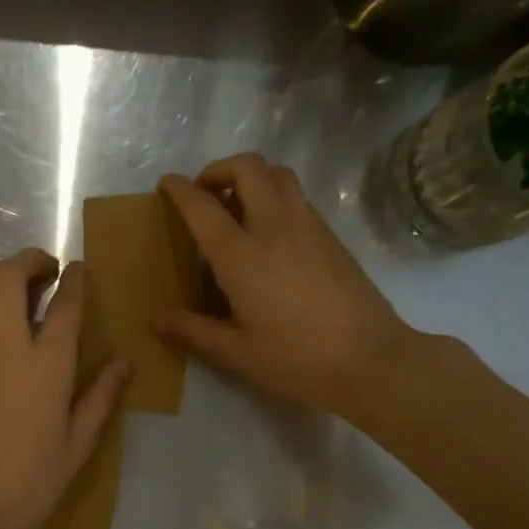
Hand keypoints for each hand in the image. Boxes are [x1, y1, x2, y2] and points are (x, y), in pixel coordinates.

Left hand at [0, 248, 128, 528]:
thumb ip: (100, 398)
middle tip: (43, 268)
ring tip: (8, 282)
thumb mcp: (77, 445)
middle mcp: (6, 347)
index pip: (66, 305)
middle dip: (29, 261)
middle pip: (9, 278)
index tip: (78, 269)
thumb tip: (124, 363)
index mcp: (48, 366)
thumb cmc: (28, 483)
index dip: (75, 280)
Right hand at [156, 154, 423, 421]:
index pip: (202, 205)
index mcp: (240, 255)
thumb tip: (156, 319)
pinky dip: (277, 196)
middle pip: (247, 166)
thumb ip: (193, 331)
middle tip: (206, 194)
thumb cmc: (297, 360)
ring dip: (252, 176)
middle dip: (219, 168)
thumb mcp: (237, 353)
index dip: (179, 188)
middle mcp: (273, 227)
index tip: (167, 184)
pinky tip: (272, 232)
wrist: (372, 361)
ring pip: (278, 174)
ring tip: (239, 206)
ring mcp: (308, 226)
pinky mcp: (331, 235)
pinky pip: (298, 196)